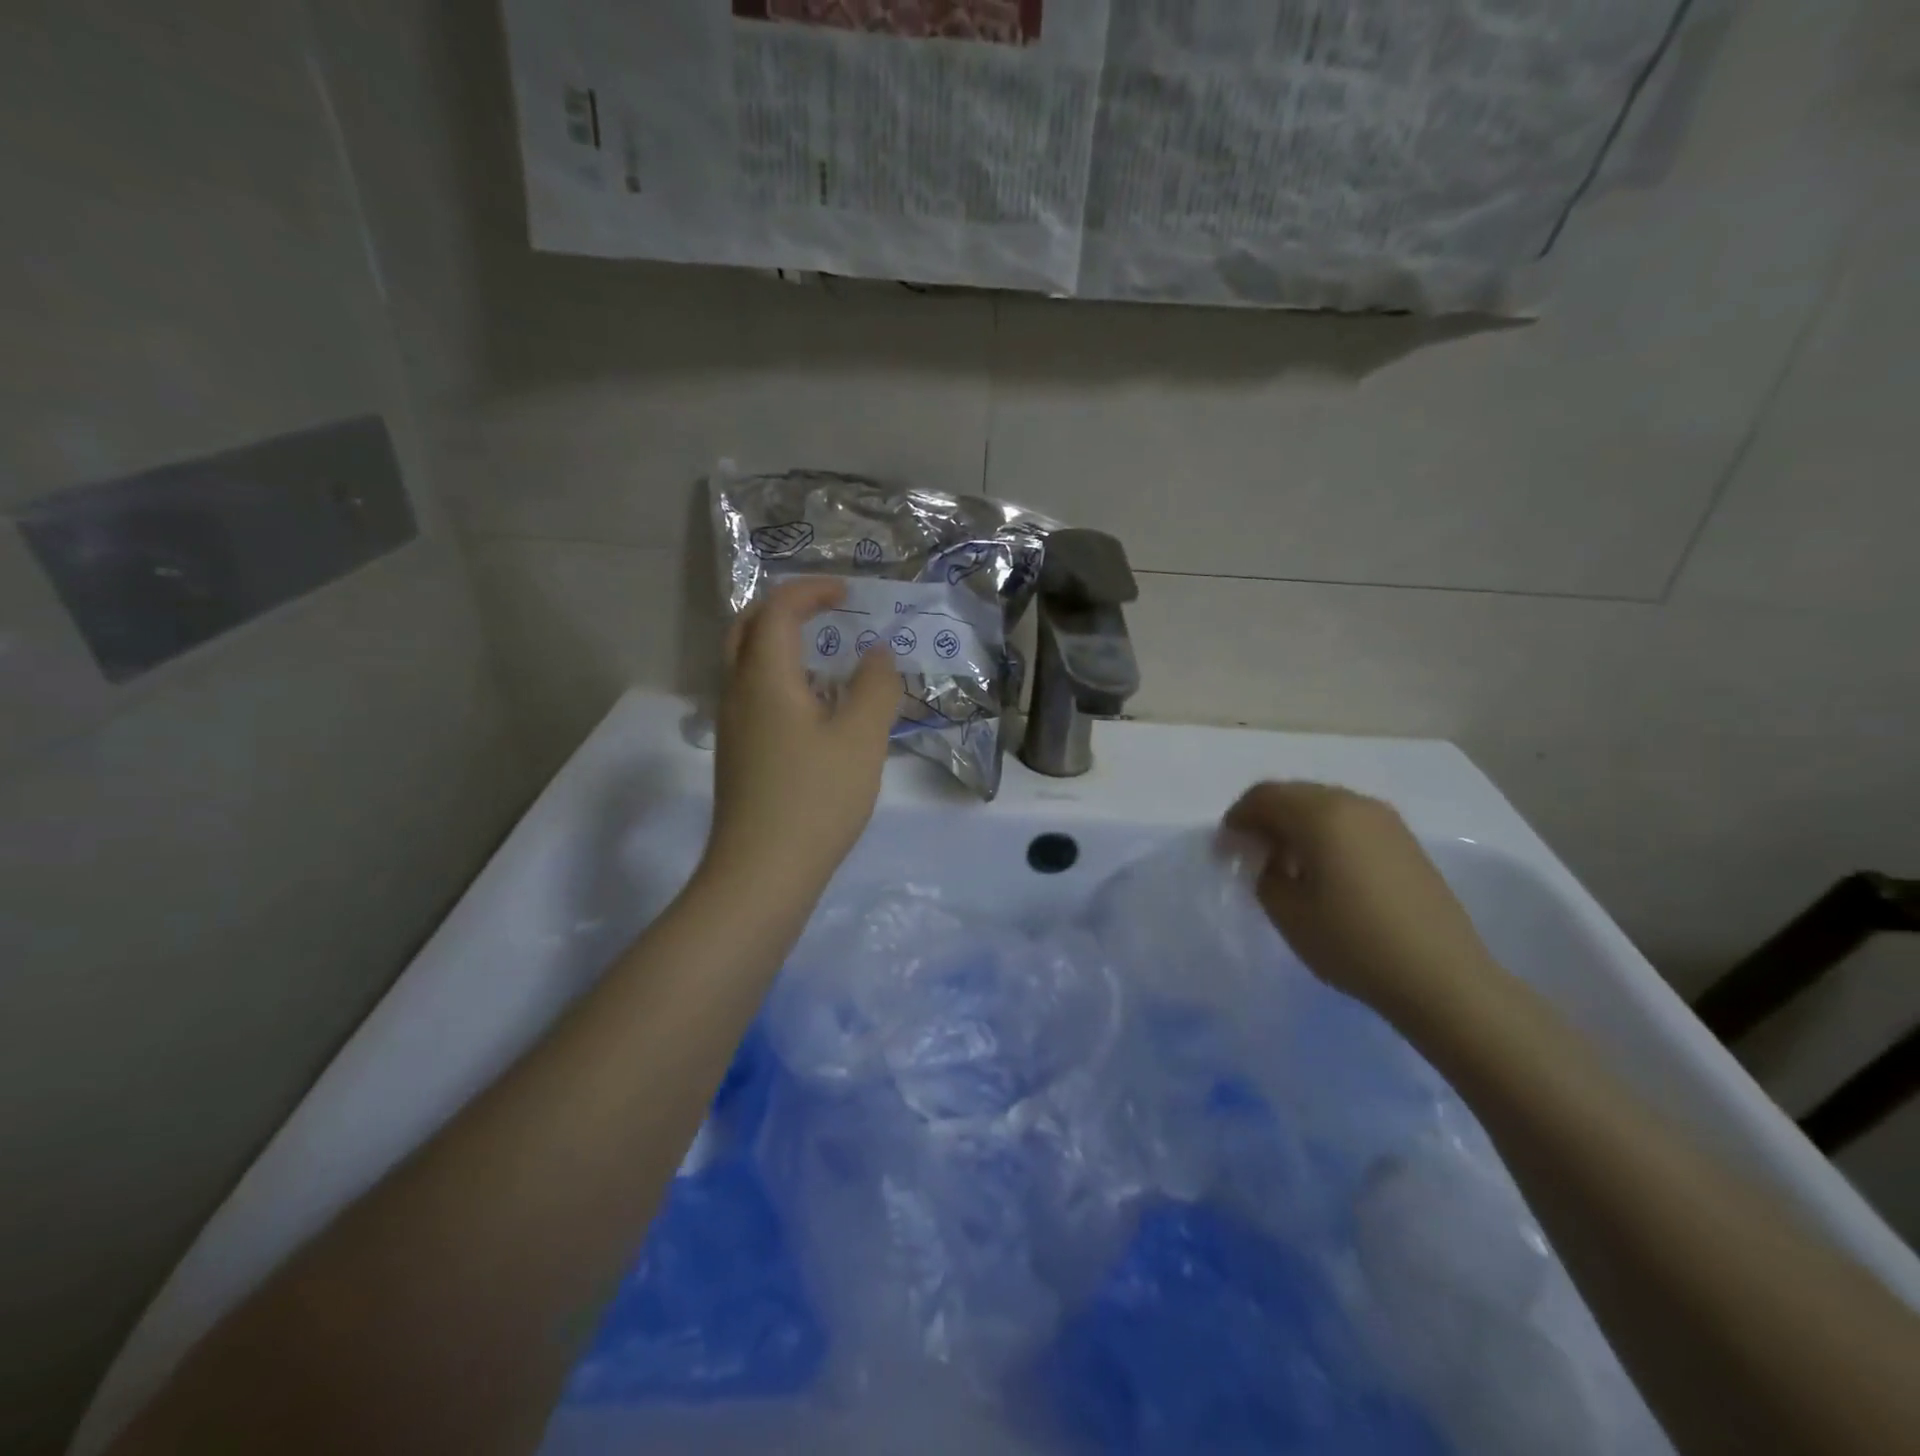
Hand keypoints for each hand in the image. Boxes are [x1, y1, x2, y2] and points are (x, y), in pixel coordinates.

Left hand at [703, 578, 902, 902]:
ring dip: (779, 644)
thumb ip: (874, 687)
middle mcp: (737, 693)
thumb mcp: (862, 738)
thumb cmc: (815, 798)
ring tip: (824, 655)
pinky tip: (813, 707)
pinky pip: (753, 694)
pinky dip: (779, 678)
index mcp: (764, 677)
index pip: (776, 609)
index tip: (847, 593)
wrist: (762, 872)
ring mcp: (732, 726)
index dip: (810, 591)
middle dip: (784, 609)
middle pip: (746, 628)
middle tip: (824, 612)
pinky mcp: (738, 755)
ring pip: (745, 664)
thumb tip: (876, 654)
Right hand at [1224, 781, 1501, 1022]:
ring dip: (1296, 825)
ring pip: (1324, 806)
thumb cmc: (1352, 942)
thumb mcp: (1286, 912)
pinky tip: (1323, 870)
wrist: (1441, 977)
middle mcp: (1354, 803)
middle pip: (1295, 794)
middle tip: (1250, 853)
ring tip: (1285, 864)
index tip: (1225, 848)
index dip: (1237, 817)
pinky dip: (1325, 835)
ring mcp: (1385, 821)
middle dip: (1265, 818)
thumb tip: (1270, 859)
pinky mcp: (1405, 842)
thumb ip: (1265, 874)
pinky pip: (1350, 822)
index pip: (1264, 796)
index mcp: (1321, 814)